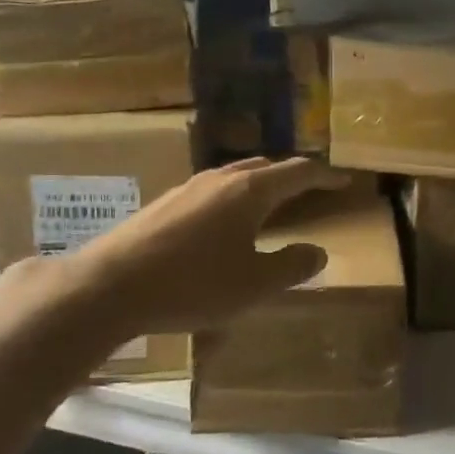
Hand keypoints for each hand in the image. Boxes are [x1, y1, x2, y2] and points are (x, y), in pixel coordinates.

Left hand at [71, 157, 351, 334]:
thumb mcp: (254, 285)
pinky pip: (214, 189)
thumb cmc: (192, 285)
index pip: (300, 172)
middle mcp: (221, 179)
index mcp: (250, 191)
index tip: (346, 181)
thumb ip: (292, 266)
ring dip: (263, 183)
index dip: (326, 176)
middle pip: (267, 166)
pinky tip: (227, 222)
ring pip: (237, 175)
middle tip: (313, 189)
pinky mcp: (165, 203)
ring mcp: (189, 188)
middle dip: (294, 175)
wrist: (108, 287)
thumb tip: (319, 252)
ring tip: (274, 202)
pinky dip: (236, 196)